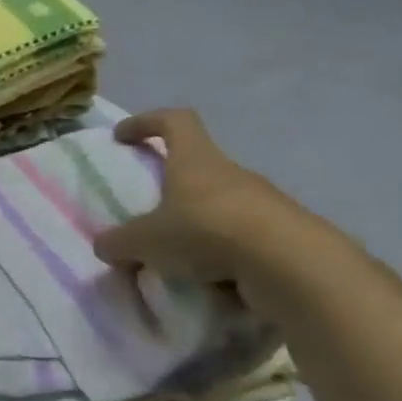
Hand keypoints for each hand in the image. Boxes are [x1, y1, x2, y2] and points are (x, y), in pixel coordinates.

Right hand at [91, 109, 320, 302]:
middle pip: (198, 167)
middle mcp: (233, 174)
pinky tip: (210, 279)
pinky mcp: (288, 236)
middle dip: (171, 188)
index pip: (175, 121)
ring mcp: (266, 203)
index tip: (122, 137)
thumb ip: (118, 242)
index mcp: (196, 161)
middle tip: (148, 215)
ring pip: (222, 206)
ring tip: (177, 258)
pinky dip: (224, 255)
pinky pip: (244, 239)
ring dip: (198, 226)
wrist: (295, 269)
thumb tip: (106, 246)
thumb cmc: (206, 233)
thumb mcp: (142, 241)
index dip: (146, 123)